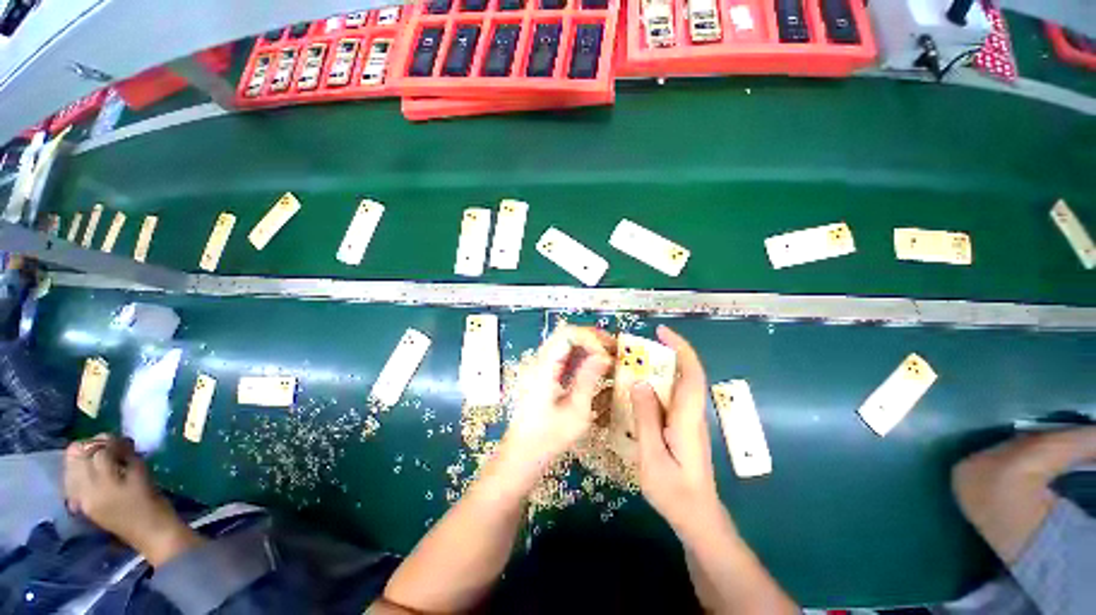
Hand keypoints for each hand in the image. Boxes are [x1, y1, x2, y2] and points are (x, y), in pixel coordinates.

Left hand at [64, 434, 202, 565]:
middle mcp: (85, 490)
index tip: (123, 440)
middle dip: (91, 446)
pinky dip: (79, 471)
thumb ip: (127, 457)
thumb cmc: (153, 502)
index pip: (98, 451)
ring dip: (83, 457)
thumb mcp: (143, 475)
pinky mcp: (80, 505)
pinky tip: (91, 472)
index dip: (110, 441)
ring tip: (101, 457)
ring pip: (70, 467)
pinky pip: (71, 481)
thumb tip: (119, 444)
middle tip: (109, 445)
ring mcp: (80, 499)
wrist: (150, 534)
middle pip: (76, 456)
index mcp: (104, 483)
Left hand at [501, 324, 613, 477]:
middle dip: (593, 339)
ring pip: (566, 343)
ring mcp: (541, 367)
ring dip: (589, 346)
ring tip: (610, 356)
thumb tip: (604, 356)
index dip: (590, 339)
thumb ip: (588, 380)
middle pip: (567, 335)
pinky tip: (597, 367)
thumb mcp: (575, 412)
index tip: (607, 356)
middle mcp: (540, 361)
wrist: (522, 455)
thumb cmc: (548, 439)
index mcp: (543, 368)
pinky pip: (565, 356)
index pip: (567, 335)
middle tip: (615, 349)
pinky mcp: (544, 374)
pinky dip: (583, 356)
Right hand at [631, 326, 722, 531]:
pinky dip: (658, 383)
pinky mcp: (684, 426)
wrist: (696, 517)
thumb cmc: (674, 491)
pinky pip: (672, 396)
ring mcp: (690, 419)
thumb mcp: (652, 456)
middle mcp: (693, 413)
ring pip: (680, 383)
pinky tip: (639, 388)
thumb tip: (639, 382)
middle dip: (668, 352)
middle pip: (687, 373)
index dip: (680, 347)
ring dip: (662, 366)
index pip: (691, 373)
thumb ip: (646, 418)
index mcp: (688, 418)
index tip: (661, 331)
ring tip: (635, 362)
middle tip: (638, 346)